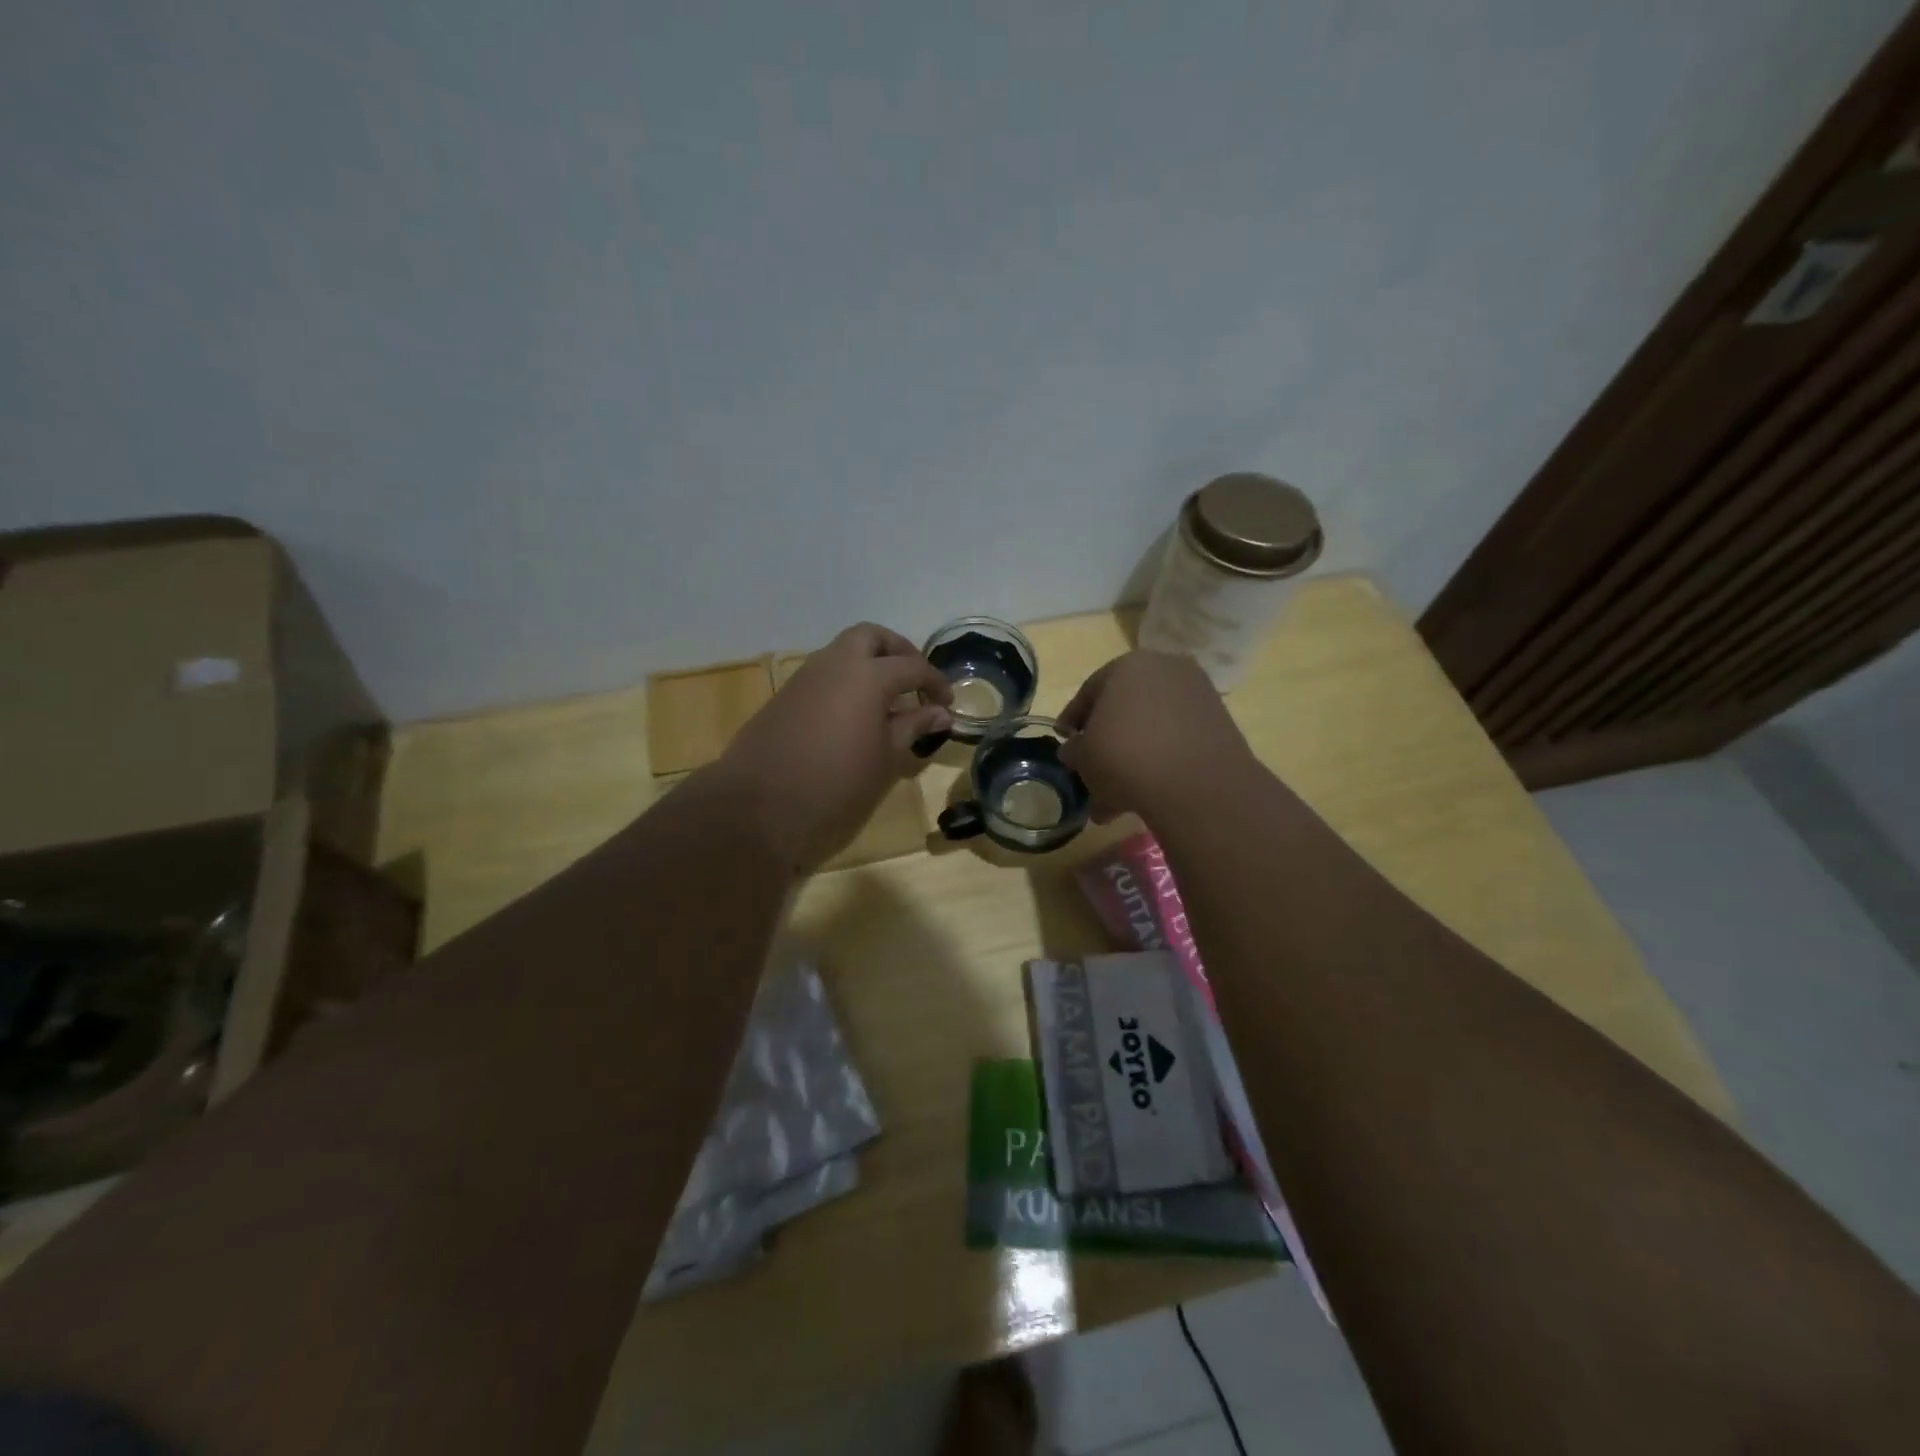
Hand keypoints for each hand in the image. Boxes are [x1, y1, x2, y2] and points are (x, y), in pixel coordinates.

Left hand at [713, 624, 951, 869]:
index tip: (947, 704)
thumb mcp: (885, 759)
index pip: (912, 666)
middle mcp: (834, 664)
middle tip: (914, 682)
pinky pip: (823, 676)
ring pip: (842, 653)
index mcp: (867, 675)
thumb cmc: (836, 785)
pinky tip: (854, 717)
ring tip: (887, 703)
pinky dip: (845, 684)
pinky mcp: (784, 697)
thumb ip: (913, 727)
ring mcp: (804, 678)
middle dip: (897, 652)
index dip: (935, 682)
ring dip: (868, 666)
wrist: (758, 807)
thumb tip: (939, 713)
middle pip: (871, 637)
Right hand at [1058, 651, 1256, 821]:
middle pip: (1124, 709)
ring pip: (1151, 729)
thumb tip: (1074, 750)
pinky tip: (1145, 794)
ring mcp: (1197, 695)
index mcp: (1128, 665)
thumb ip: (1074, 749)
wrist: (1197, 785)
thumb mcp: (1084, 757)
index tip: (1064, 742)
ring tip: (1114, 800)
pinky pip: (1176, 741)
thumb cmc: (1125, 757)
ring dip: (1130, 760)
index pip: (1090, 691)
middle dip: (1105, 743)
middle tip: (1090, 772)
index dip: (1072, 720)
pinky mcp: (1219, 724)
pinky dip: (1159, 762)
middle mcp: (1166, 669)